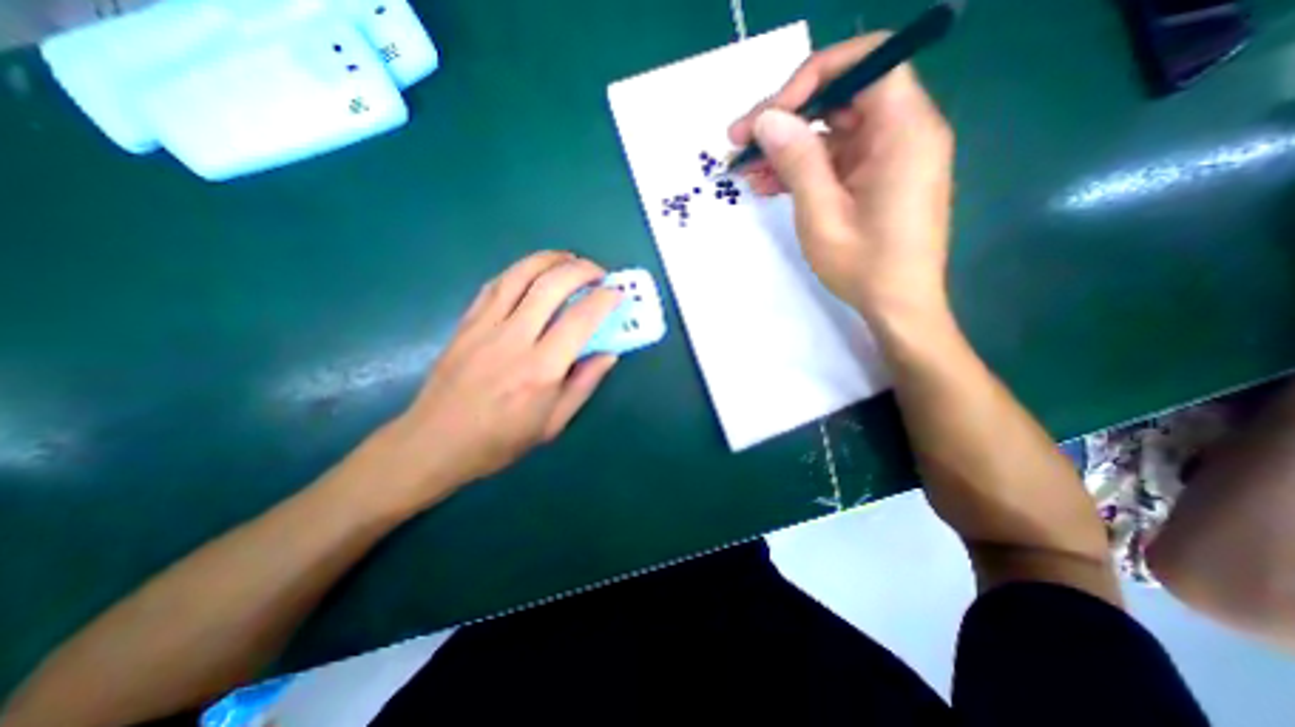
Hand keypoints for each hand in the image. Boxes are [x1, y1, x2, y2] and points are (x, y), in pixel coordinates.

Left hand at [375, 253, 621, 507]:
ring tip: (570, 260)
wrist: (434, 442)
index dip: (604, 300)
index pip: (580, 320)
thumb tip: (609, 353)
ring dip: (550, 259)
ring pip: (520, 275)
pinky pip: (495, 284)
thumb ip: (584, 384)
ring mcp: (485, 326)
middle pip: (551, 285)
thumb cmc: (500, 440)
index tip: (617, 293)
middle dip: (581, 270)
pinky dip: (519, 271)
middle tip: (598, 273)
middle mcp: (514, 339)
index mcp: (540, 370)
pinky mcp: (466, 323)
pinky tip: (533, 272)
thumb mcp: (553, 423)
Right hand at [734, 35, 954, 319]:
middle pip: (842, 98)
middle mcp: (903, 132)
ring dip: (788, 148)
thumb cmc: (864, 265)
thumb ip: (797, 160)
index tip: (770, 115)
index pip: (865, 63)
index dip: (812, 78)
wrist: (898, 306)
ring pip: (832, 133)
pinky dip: (802, 169)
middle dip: (788, 117)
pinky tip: (768, 184)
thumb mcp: (822, 214)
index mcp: (903, 131)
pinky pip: (836, 160)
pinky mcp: (876, 178)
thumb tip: (768, 118)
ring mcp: (889, 157)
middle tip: (742, 141)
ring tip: (745, 170)